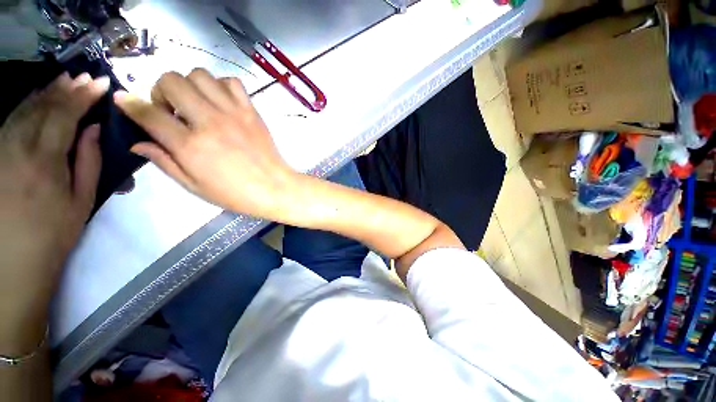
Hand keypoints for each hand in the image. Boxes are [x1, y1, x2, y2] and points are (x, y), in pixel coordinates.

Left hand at [0, 73, 108, 349]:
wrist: (14, 259)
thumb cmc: (54, 233)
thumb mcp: (81, 201)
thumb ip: (88, 162)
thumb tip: (93, 130)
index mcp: (44, 159)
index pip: (65, 114)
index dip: (84, 95)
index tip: (102, 83)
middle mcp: (18, 146)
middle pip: (43, 106)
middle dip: (66, 89)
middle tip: (85, 78)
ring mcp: (1, 148)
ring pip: (25, 108)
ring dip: (47, 92)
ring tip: (65, 81)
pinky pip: (12, 119)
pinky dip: (28, 104)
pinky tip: (39, 99)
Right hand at [114, 68, 296, 218]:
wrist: (275, 188)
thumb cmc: (235, 193)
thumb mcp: (194, 186)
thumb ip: (164, 161)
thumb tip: (137, 143)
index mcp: (190, 145)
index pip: (148, 113)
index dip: (130, 104)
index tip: (124, 101)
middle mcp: (210, 121)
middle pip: (171, 80)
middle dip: (161, 91)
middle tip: (171, 111)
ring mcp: (234, 113)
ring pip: (199, 75)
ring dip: (190, 86)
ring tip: (196, 105)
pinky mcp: (252, 112)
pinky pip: (232, 82)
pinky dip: (220, 86)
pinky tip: (220, 103)